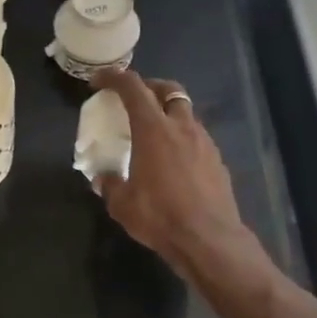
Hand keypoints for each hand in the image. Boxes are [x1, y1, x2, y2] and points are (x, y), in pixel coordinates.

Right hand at [94, 69, 252, 278]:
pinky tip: (174, 160)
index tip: (99, 81)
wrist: (209, 240)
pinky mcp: (217, 160)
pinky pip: (197, 137)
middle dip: (149, 87)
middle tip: (133, 98)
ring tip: (154, 132)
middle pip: (168, 90)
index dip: (114, 77)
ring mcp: (204, 142)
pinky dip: (182, 137)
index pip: (133, 88)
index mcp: (153, 130)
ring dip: (168, 113)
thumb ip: (110, 185)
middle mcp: (181, 127)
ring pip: (186, 113)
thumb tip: (103, 179)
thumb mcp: (121, 204)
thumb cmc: (160, 216)